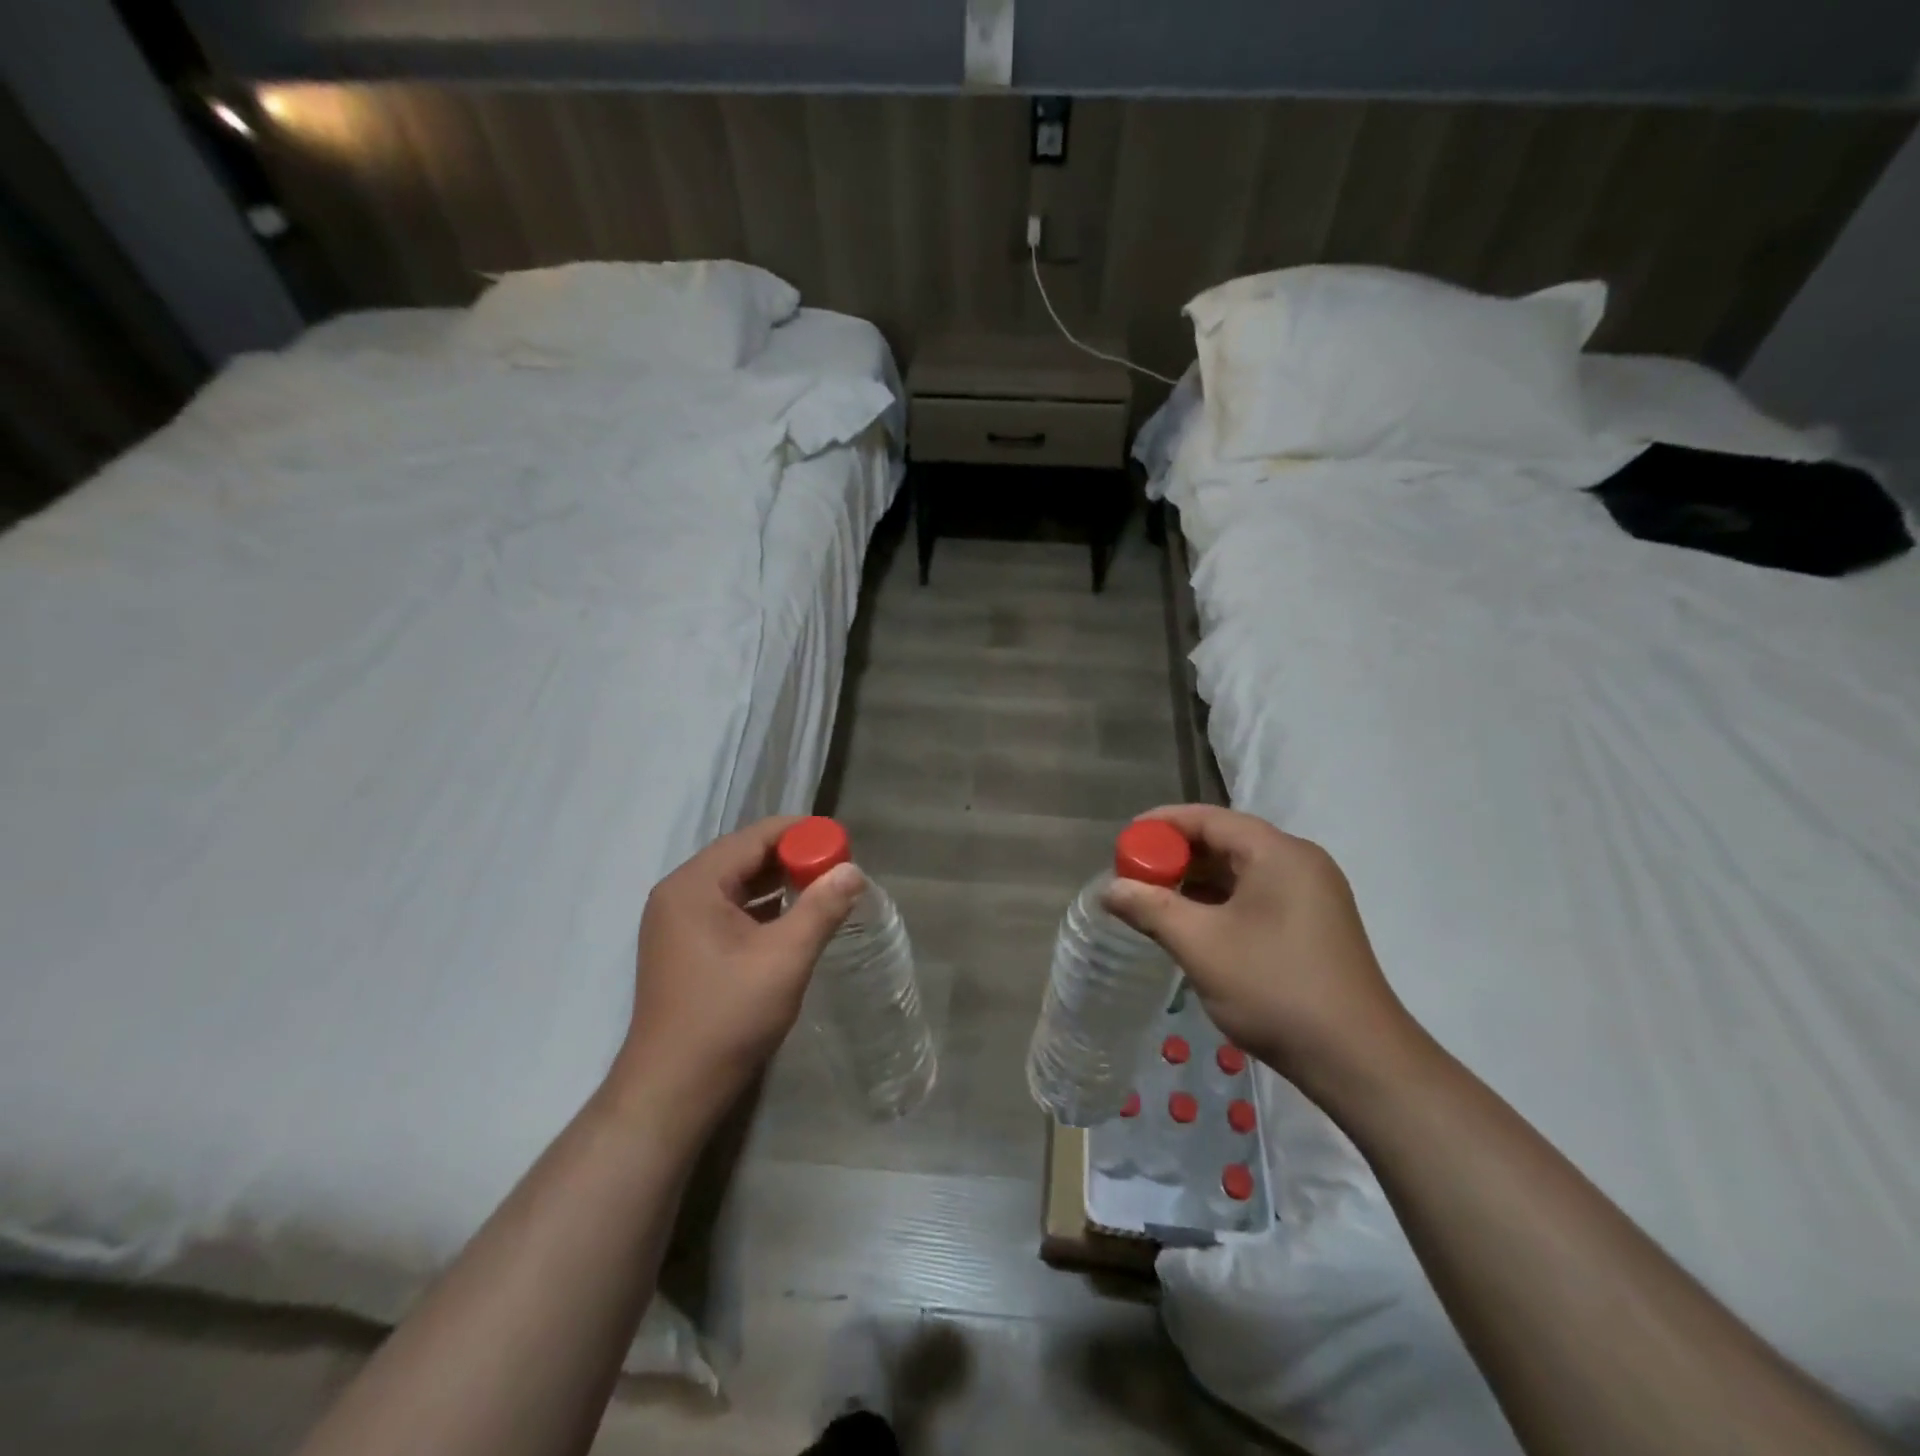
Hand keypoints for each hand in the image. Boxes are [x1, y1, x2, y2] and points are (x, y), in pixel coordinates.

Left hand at [611, 816, 862, 1123]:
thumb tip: (853, 870)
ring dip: (778, 883)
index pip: (754, 838)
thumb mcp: (784, 958)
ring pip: (736, 884)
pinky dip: (761, 907)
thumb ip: (821, 908)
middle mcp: (679, 893)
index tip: (841, 842)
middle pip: (743, 857)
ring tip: (822, 889)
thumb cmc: (727, 1017)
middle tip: (837, 867)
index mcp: (694, 885)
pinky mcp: (682, 947)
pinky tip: (792, 919)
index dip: (800, 834)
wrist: (672, 1090)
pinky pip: (727, 909)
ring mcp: (676, 922)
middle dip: (791, 857)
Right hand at [1103, 805, 1416, 1098]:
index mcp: (1278, 853)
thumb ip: (1150, 909)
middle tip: (1132, 876)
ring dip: (1195, 882)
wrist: (1357, 1061)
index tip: (1123, 842)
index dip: (1161, 825)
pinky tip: (1190, 925)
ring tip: (1152, 901)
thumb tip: (1108, 890)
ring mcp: (1311, 895)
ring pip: (1239, 872)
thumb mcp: (1201, 945)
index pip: (1208, 818)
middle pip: (1225, 842)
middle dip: (1175, 856)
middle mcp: (1298, 863)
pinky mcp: (1313, 925)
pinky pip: (1255, 896)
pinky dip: (1219, 903)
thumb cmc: (1274, 988)